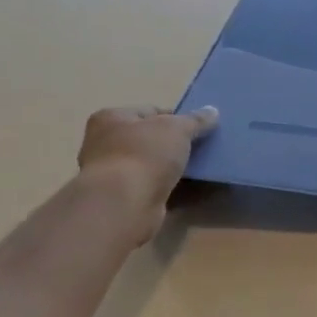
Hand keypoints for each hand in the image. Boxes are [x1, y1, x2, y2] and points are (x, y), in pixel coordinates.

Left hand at [77, 105, 218, 245]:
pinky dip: (170, 188)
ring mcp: (113, 174)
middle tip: (202, 148)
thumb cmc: (145, 154)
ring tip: (201, 169)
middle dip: (175, 144)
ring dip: (172, 168)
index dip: (176, 118)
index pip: (150, 112)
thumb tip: (212, 111)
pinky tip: (191, 189)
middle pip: (150, 139)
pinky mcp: (123, 199)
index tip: (198, 128)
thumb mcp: (177, 128)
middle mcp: (105, 144)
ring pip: (152, 165)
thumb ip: (195, 120)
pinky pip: (153, 188)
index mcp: (111, 118)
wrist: (124, 204)